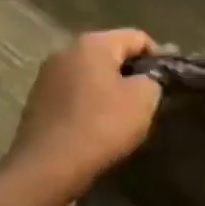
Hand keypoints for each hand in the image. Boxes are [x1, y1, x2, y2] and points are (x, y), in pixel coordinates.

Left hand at [6, 29, 162, 199]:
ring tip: (122, 115)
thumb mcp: (143, 99)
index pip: (138, 37)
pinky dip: (89, 103)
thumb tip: (149, 75)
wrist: (47, 168)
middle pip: (111, 53)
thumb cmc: (101, 126)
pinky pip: (73, 93)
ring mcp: (47, 75)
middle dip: (132, 72)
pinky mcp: (37, 100)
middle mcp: (66, 50)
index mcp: (93, 43)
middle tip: (148, 99)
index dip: (159, 57)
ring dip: (109, 88)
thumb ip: (153, 78)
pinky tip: (97, 125)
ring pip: (91, 74)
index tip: (167, 83)